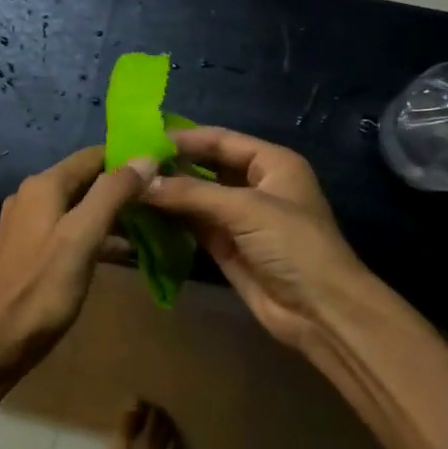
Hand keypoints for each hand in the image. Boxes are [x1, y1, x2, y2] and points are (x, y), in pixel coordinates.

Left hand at [0, 147, 157, 392]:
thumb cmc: (42, 290)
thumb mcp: (82, 238)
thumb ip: (112, 195)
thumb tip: (145, 158)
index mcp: (43, 187)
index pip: (92, 156)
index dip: (127, 158)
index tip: (164, 166)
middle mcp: (30, 196)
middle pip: (85, 179)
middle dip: (122, 186)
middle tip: (162, 197)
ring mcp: (26, 224)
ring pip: (77, 206)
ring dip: (111, 212)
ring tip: (150, 224)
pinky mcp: (27, 250)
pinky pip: (67, 229)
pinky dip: (94, 233)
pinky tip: (119, 250)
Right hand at [142, 126, 374, 358]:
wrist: (320, 311)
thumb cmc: (293, 245)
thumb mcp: (245, 209)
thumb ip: (192, 192)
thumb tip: (141, 182)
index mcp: (271, 163)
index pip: (221, 140)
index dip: (185, 138)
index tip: (143, 138)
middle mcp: (255, 185)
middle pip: (206, 167)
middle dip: (171, 166)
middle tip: (127, 163)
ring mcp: (240, 218)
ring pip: (196, 197)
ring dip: (167, 194)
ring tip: (127, 186)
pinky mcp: (226, 247)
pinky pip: (193, 225)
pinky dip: (171, 220)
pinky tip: (141, 213)